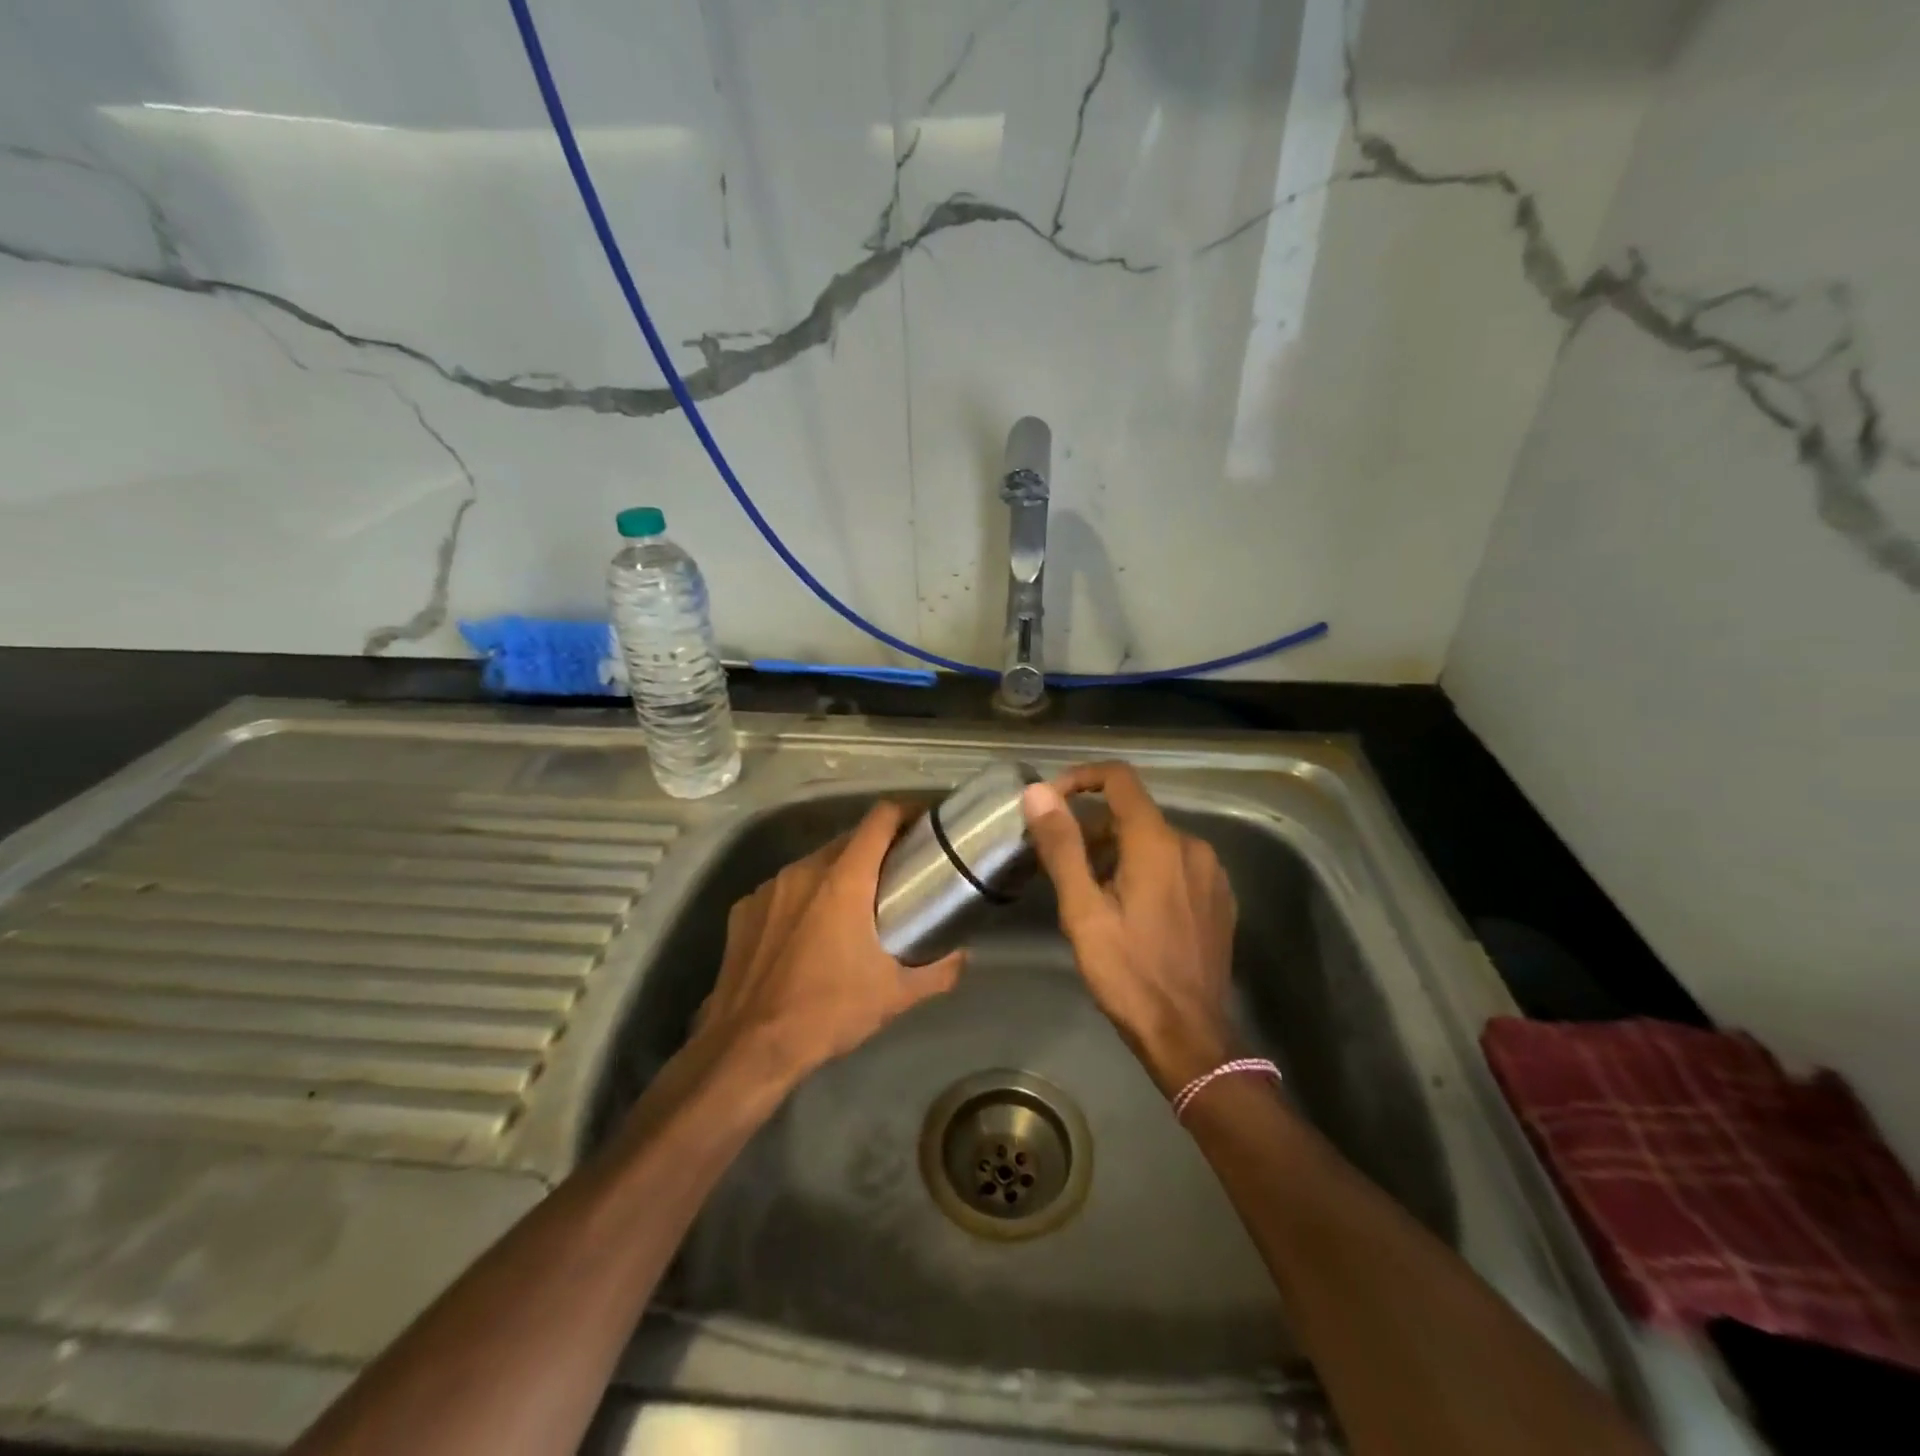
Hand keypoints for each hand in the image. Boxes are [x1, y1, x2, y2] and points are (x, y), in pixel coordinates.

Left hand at [694, 801, 964, 1084]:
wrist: (748, 1048)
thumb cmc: (827, 1013)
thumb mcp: (895, 996)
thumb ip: (938, 971)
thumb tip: (962, 955)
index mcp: (843, 880)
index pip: (879, 820)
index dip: (906, 811)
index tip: (925, 822)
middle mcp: (803, 871)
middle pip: (848, 840)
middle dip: (876, 848)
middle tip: (899, 873)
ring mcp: (768, 889)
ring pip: (814, 864)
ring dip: (839, 873)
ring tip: (856, 904)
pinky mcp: (743, 910)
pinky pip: (784, 889)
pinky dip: (804, 898)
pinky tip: (809, 933)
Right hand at [1022, 762, 1236, 1095]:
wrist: (1190, 1036)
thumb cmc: (1129, 974)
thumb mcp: (1083, 911)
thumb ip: (1062, 846)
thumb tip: (1038, 793)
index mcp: (1158, 842)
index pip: (1119, 779)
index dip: (1081, 778)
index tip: (1051, 803)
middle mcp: (1191, 846)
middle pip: (1133, 813)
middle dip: (1093, 828)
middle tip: (1063, 864)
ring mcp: (1211, 873)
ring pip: (1154, 840)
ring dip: (1118, 852)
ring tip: (1091, 893)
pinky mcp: (1218, 898)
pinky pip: (1175, 864)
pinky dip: (1146, 870)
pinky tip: (1130, 911)